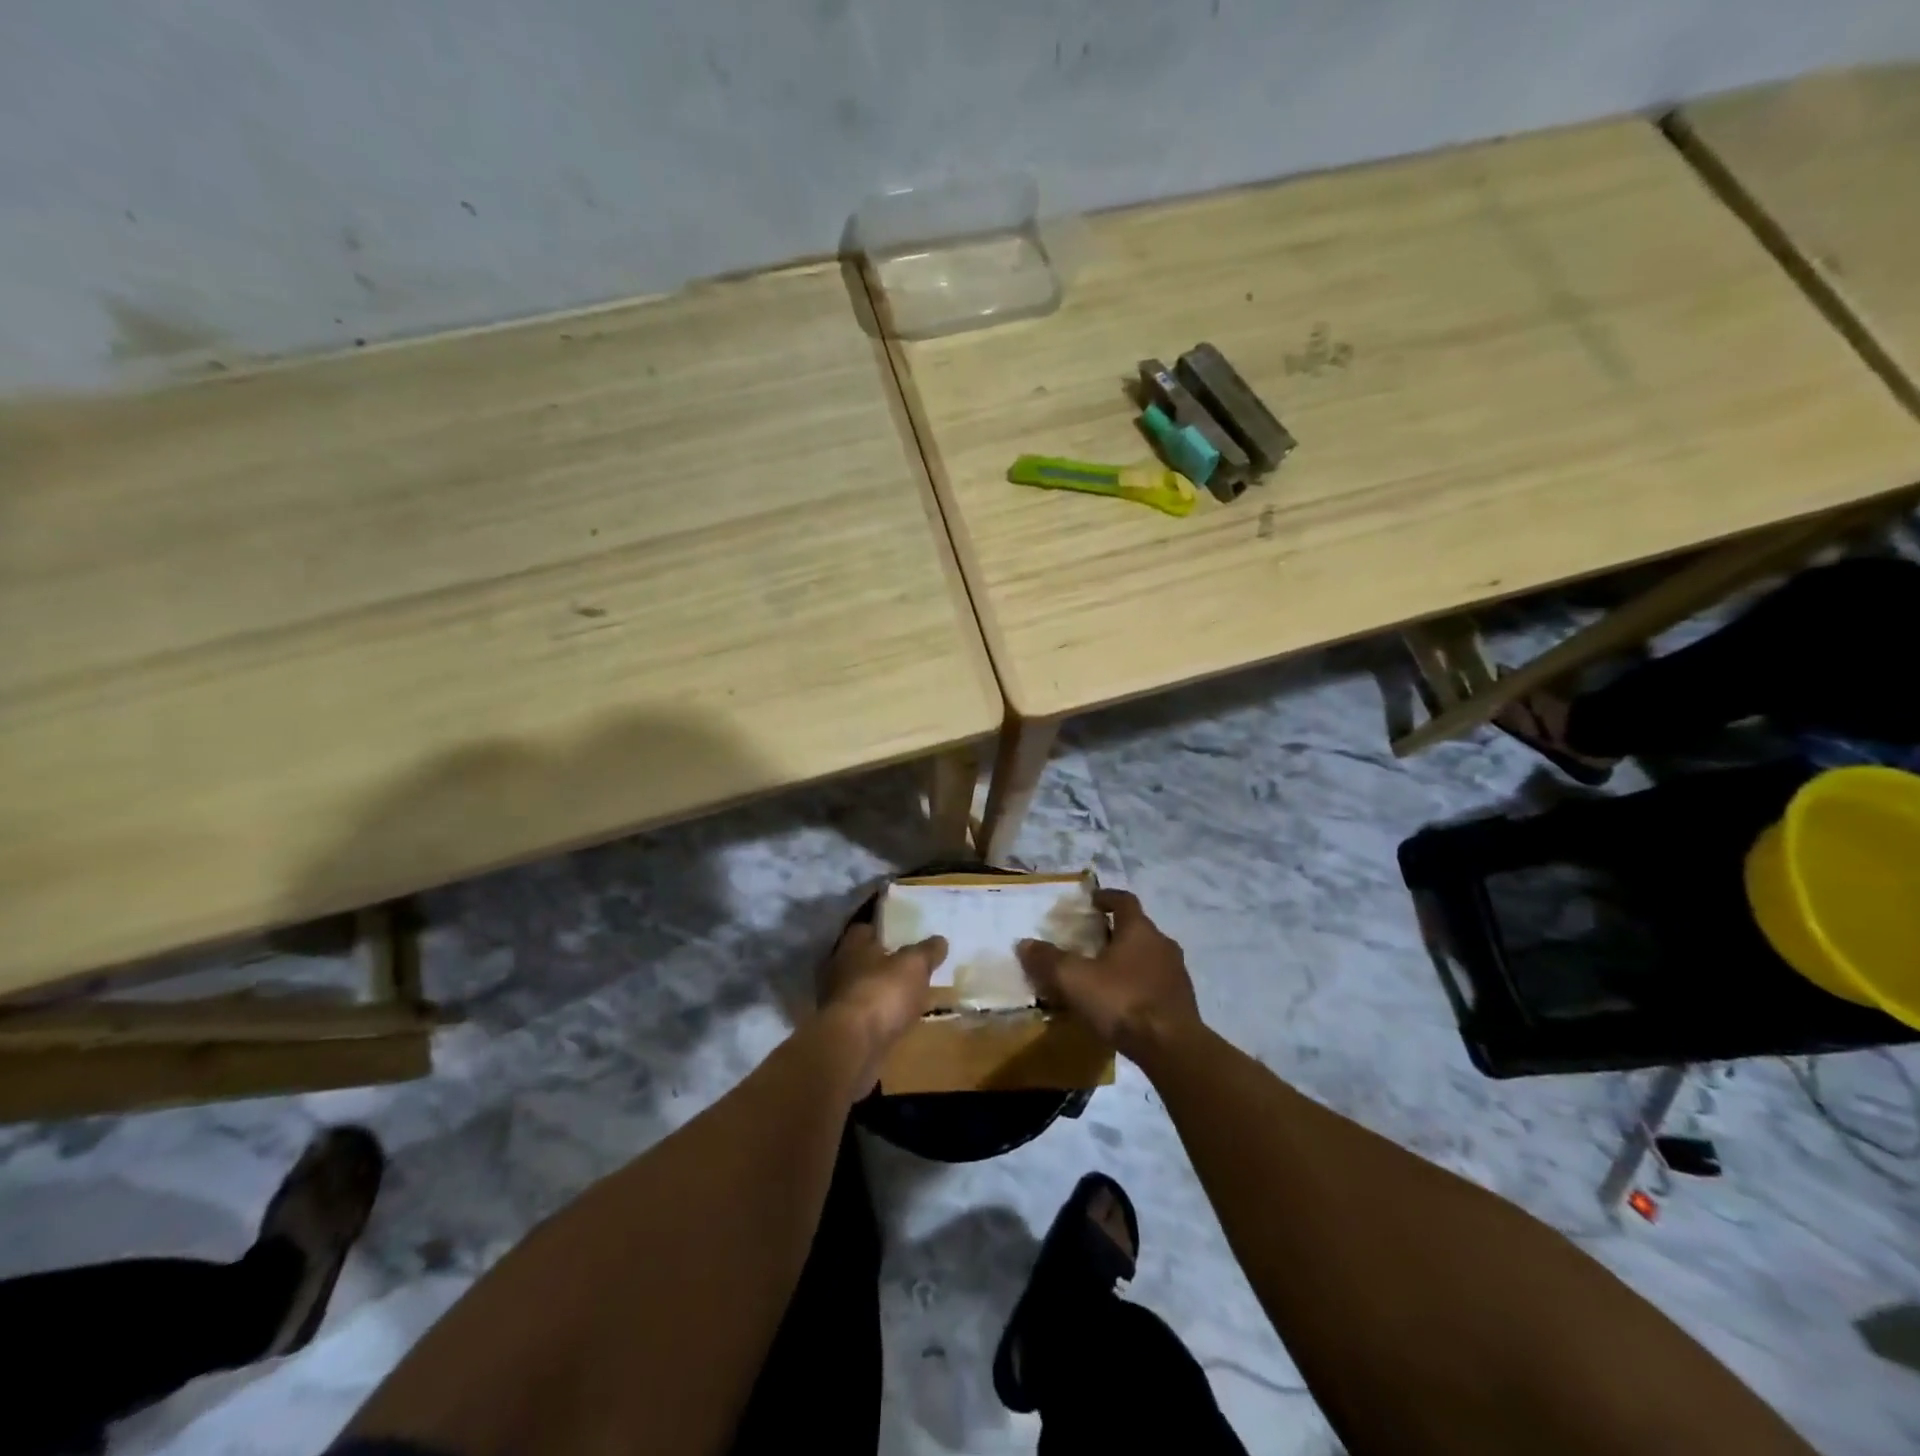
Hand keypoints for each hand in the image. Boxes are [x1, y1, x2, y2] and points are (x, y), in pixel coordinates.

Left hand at [818, 921, 947, 1057]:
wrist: (854, 1045)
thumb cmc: (882, 992)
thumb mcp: (914, 965)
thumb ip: (927, 951)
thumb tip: (940, 940)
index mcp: (853, 945)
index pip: (866, 928)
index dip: (886, 931)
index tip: (905, 935)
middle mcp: (840, 968)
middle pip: (865, 959)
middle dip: (885, 962)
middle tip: (912, 965)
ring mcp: (839, 1000)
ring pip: (866, 987)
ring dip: (883, 990)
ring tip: (910, 994)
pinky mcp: (844, 1028)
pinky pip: (868, 1014)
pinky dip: (881, 1015)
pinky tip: (900, 1019)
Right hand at [1018, 889, 1200, 1061]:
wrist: (1172, 1048)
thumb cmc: (1122, 1001)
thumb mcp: (1074, 979)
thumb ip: (1049, 960)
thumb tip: (1025, 944)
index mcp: (1139, 929)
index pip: (1124, 900)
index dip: (1106, 897)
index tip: (1091, 901)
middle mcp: (1162, 944)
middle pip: (1137, 928)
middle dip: (1114, 932)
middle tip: (1090, 942)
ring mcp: (1176, 973)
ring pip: (1147, 956)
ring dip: (1127, 960)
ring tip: (1103, 975)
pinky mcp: (1182, 1001)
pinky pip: (1155, 982)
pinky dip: (1138, 984)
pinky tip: (1122, 1002)